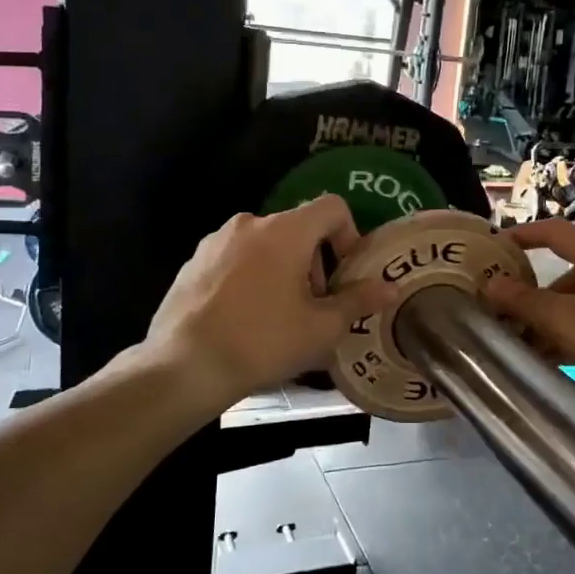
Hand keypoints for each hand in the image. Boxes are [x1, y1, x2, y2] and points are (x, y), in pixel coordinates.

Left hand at [146, 195, 399, 405]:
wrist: (184, 366)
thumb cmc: (262, 342)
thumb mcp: (321, 328)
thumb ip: (358, 301)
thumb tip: (390, 288)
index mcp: (285, 231)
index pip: (332, 207)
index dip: (349, 235)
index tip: (345, 275)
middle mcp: (250, 224)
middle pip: (298, 228)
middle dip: (315, 262)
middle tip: (315, 306)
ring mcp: (215, 241)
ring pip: (265, 245)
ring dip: (283, 270)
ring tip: (280, 316)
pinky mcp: (192, 262)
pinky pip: (235, 260)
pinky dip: (251, 278)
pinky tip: (245, 319)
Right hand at [479, 219, 574, 394]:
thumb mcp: (568, 320)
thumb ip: (525, 303)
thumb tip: (488, 284)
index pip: (552, 231)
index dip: (521, 234)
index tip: (491, 248)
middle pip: (561, 274)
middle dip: (529, 294)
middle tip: (497, 315)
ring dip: (547, 322)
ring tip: (518, 347)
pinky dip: (570, 339)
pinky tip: (552, 363)